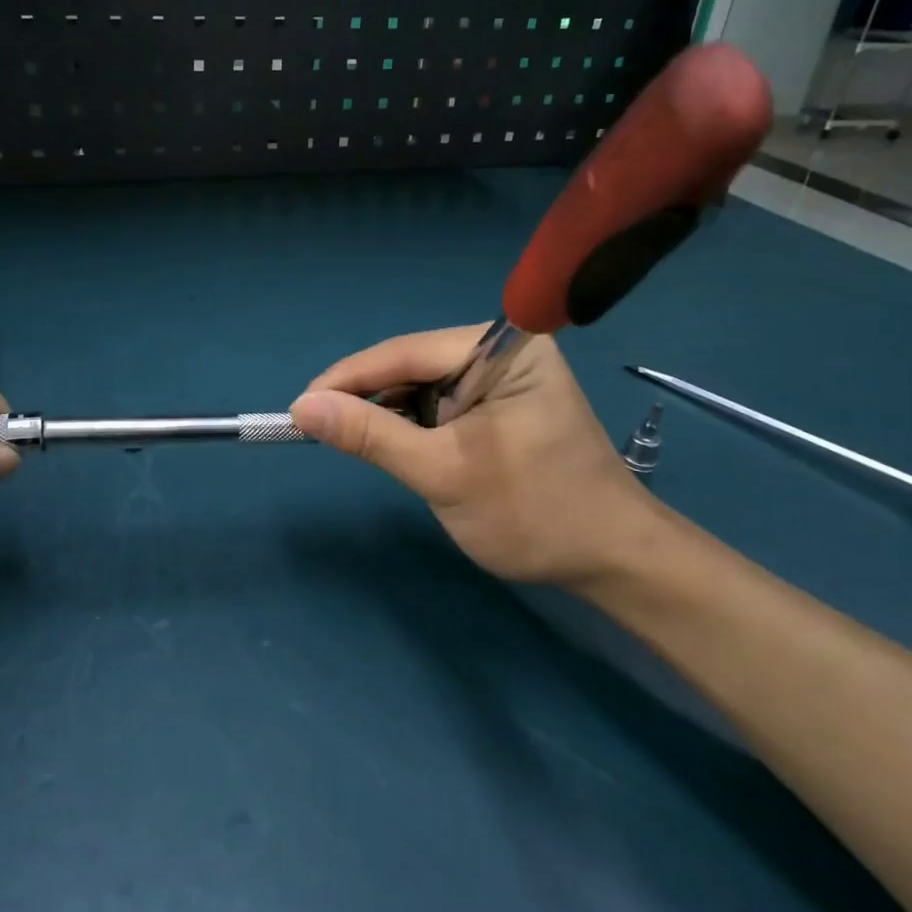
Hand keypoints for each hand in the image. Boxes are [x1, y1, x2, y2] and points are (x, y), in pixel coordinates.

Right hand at [290, 327, 658, 585]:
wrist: (612, 562)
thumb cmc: (534, 514)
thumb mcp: (442, 473)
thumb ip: (371, 435)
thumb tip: (302, 406)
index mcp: (503, 348)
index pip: (406, 352)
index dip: (348, 378)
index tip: (299, 407)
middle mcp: (503, 349)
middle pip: (412, 364)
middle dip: (367, 397)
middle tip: (319, 430)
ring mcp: (503, 375)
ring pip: (421, 384)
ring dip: (387, 413)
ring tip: (354, 442)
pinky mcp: (500, 401)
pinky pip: (440, 401)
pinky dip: (411, 424)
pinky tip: (394, 444)